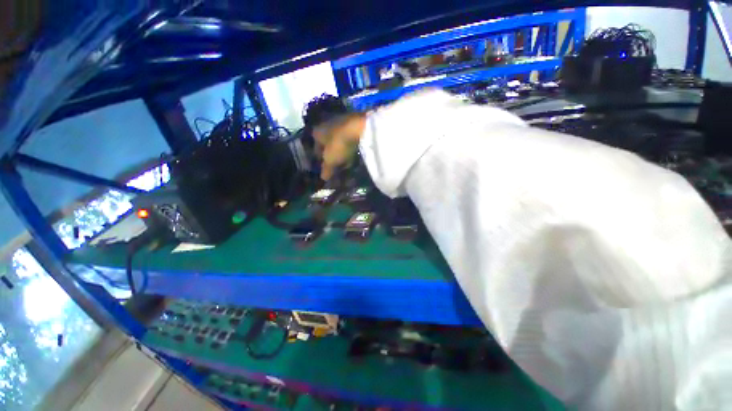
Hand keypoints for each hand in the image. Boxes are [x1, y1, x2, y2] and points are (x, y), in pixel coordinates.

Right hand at [313, 114, 365, 180]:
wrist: (360, 128)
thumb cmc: (339, 144)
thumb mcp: (330, 160)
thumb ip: (326, 169)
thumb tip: (323, 177)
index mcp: (317, 132)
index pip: (316, 148)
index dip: (320, 159)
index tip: (324, 168)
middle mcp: (327, 124)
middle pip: (328, 144)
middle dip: (332, 155)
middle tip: (336, 166)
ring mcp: (341, 122)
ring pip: (339, 141)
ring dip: (342, 152)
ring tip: (347, 163)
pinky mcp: (354, 123)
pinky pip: (350, 139)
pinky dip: (351, 147)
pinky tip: (355, 155)